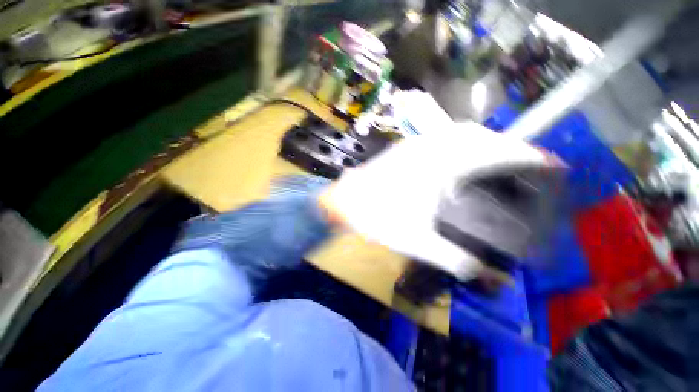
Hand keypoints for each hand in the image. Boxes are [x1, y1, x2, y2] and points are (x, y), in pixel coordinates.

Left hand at [319, 122, 556, 279]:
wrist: (346, 201)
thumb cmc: (378, 217)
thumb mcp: (418, 241)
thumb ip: (455, 258)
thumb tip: (486, 276)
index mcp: (440, 165)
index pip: (493, 151)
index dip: (526, 154)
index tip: (550, 162)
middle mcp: (430, 146)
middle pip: (478, 135)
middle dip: (505, 146)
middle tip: (523, 166)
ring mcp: (415, 144)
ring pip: (458, 133)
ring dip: (483, 142)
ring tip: (496, 161)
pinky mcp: (405, 147)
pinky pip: (440, 137)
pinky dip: (459, 143)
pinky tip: (459, 159)